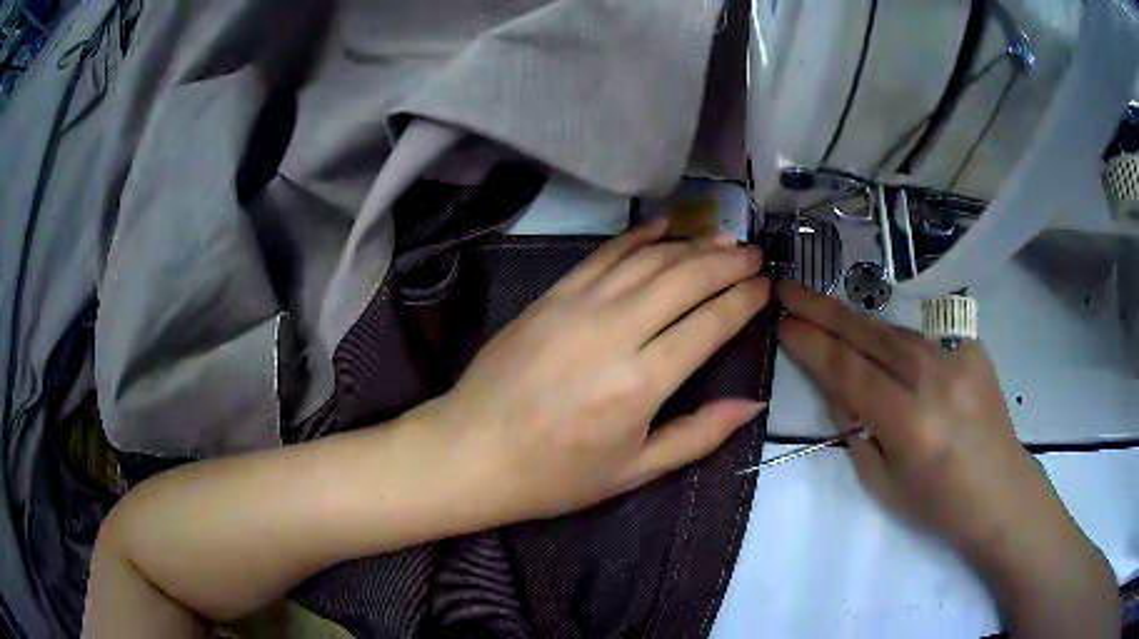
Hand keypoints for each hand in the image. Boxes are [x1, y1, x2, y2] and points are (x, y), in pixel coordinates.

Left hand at [422, 220, 770, 520]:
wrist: (471, 452)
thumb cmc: (554, 475)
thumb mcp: (634, 471)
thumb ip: (698, 435)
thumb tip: (752, 404)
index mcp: (641, 383)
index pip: (710, 323)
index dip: (744, 300)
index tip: (766, 286)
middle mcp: (614, 333)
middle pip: (685, 279)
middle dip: (727, 263)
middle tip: (753, 254)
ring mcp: (577, 307)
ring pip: (648, 260)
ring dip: (691, 245)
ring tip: (722, 240)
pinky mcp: (550, 297)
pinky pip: (602, 255)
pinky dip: (637, 236)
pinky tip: (663, 227)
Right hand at [777, 283, 1117, 635]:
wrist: (1000, 491)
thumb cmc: (937, 504)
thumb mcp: (883, 483)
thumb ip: (856, 431)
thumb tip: (836, 390)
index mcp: (909, 422)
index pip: (849, 371)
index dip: (812, 344)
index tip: (783, 322)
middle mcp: (934, 379)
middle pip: (869, 334)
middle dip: (823, 309)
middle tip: (789, 288)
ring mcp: (958, 357)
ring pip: (894, 330)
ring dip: (856, 320)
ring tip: (825, 309)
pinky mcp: (972, 348)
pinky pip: (924, 340)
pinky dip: (897, 341)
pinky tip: (886, 350)